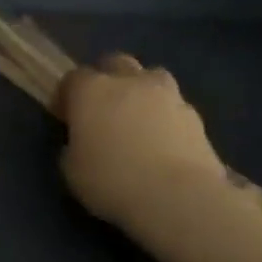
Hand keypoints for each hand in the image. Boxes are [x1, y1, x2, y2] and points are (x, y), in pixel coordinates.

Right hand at [56, 53, 226, 230]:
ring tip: (139, 121)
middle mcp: (129, 82)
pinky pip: (174, 107)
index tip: (65, 117)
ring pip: (152, 78)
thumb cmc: (111, 180)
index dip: (67, 96)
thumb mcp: (71, 170)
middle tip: (104, 109)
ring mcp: (167, 96)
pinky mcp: (196, 117)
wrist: (177, 197)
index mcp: (91, 90)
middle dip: (108, 79)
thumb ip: (73, 146)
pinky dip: (166, 118)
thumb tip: (82, 142)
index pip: (73, 78)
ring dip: (143, 92)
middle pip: (116, 64)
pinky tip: (163, 143)